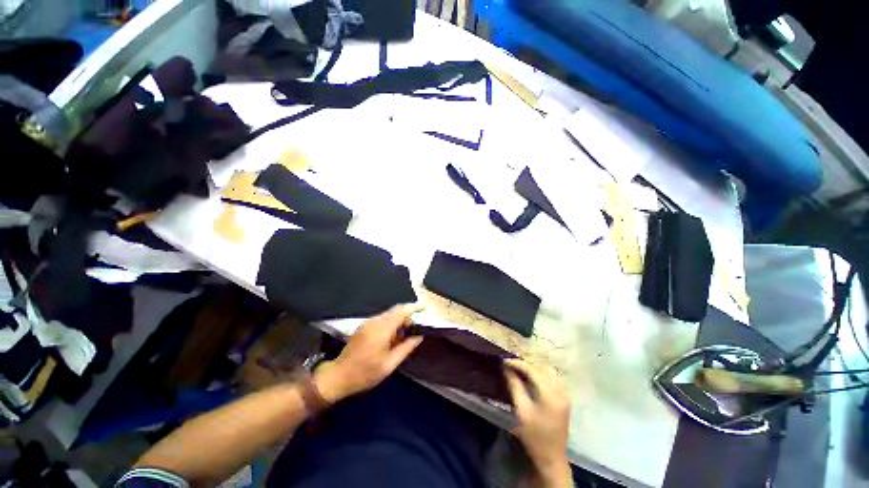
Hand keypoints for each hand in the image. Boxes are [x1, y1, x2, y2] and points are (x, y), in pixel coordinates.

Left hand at [314, 304, 423, 403]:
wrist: (338, 376)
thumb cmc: (365, 373)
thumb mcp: (389, 364)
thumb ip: (406, 348)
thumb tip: (419, 337)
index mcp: (382, 329)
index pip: (401, 311)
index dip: (414, 308)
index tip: (424, 308)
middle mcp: (375, 321)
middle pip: (395, 310)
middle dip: (408, 314)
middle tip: (417, 325)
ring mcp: (368, 323)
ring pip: (389, 314)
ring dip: (399, 319)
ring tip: (407, 332)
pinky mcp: (364, 326)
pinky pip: (382, 319)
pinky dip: (391, 322)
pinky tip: (394, 335)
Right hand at [504, 359, 571, 486]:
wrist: (552, 457)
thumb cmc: (534, 436)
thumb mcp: (522, 411)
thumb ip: (515, 386)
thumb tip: (506, 368)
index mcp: (550, 394)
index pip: (533, 370)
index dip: (518, 363)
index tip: (504, 361)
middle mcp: (561, 391)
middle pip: (541, 368)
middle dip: (525, 365)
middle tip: (510, 366)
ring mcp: (565, 394)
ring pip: (548, 371)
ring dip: (534, 368)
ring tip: (519, 371)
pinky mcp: (565, 398)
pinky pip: (553, 378)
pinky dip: (541, 374)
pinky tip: (532, 378)